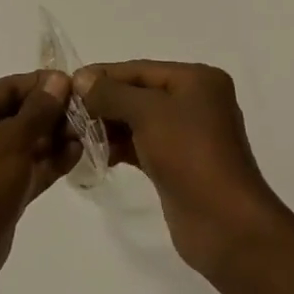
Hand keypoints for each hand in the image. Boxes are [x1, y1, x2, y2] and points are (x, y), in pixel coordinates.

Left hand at [0, 71, 79, 293]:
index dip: (45, 85)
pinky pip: (27, 169)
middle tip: (90, 115)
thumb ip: (39, 110)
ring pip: (26, 143)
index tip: (81, 87)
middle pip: (19, 113)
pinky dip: (49, 162)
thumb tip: (59, 79)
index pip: (11, 87)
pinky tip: (77, 155)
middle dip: (53, 113)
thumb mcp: (11, 141)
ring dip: (55, 138)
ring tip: (89, 135)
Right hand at [74, 61, 285, 277]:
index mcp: (197, 79)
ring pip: (140, 120)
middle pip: (140, 93)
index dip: (104, 75)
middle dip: (105, 101)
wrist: (225, 224)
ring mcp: (188, 135)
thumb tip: (82, 79)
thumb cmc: (189, 154)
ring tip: (77, 133)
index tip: (68, 83)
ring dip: (110, 125)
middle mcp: (196, 101)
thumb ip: (112, 94)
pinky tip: (97, 153)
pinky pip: (144, 144)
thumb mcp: (148, 113)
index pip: (141, 69)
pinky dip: (122, 146)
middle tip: (68, 111)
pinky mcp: (179, 164)